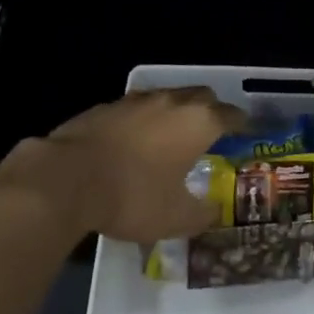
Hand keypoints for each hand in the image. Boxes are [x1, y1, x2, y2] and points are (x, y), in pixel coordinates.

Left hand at [9, 87, 246, 243]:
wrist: (67, 179)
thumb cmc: (132, 196)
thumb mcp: (175, 218)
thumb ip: (201, 213)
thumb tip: (213, 211)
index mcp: (197, 122)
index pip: (230, 115)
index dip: (242, 124)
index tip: (247, 133)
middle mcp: (170, 102)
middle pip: (201, 95)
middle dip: (211, 110)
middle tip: (212, 133)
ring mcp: (135, 100)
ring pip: (167, 97)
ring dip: (175, 112)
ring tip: (172, 137)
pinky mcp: (105, 107)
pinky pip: (135, 109)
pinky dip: (143, 121)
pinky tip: (134, 143)